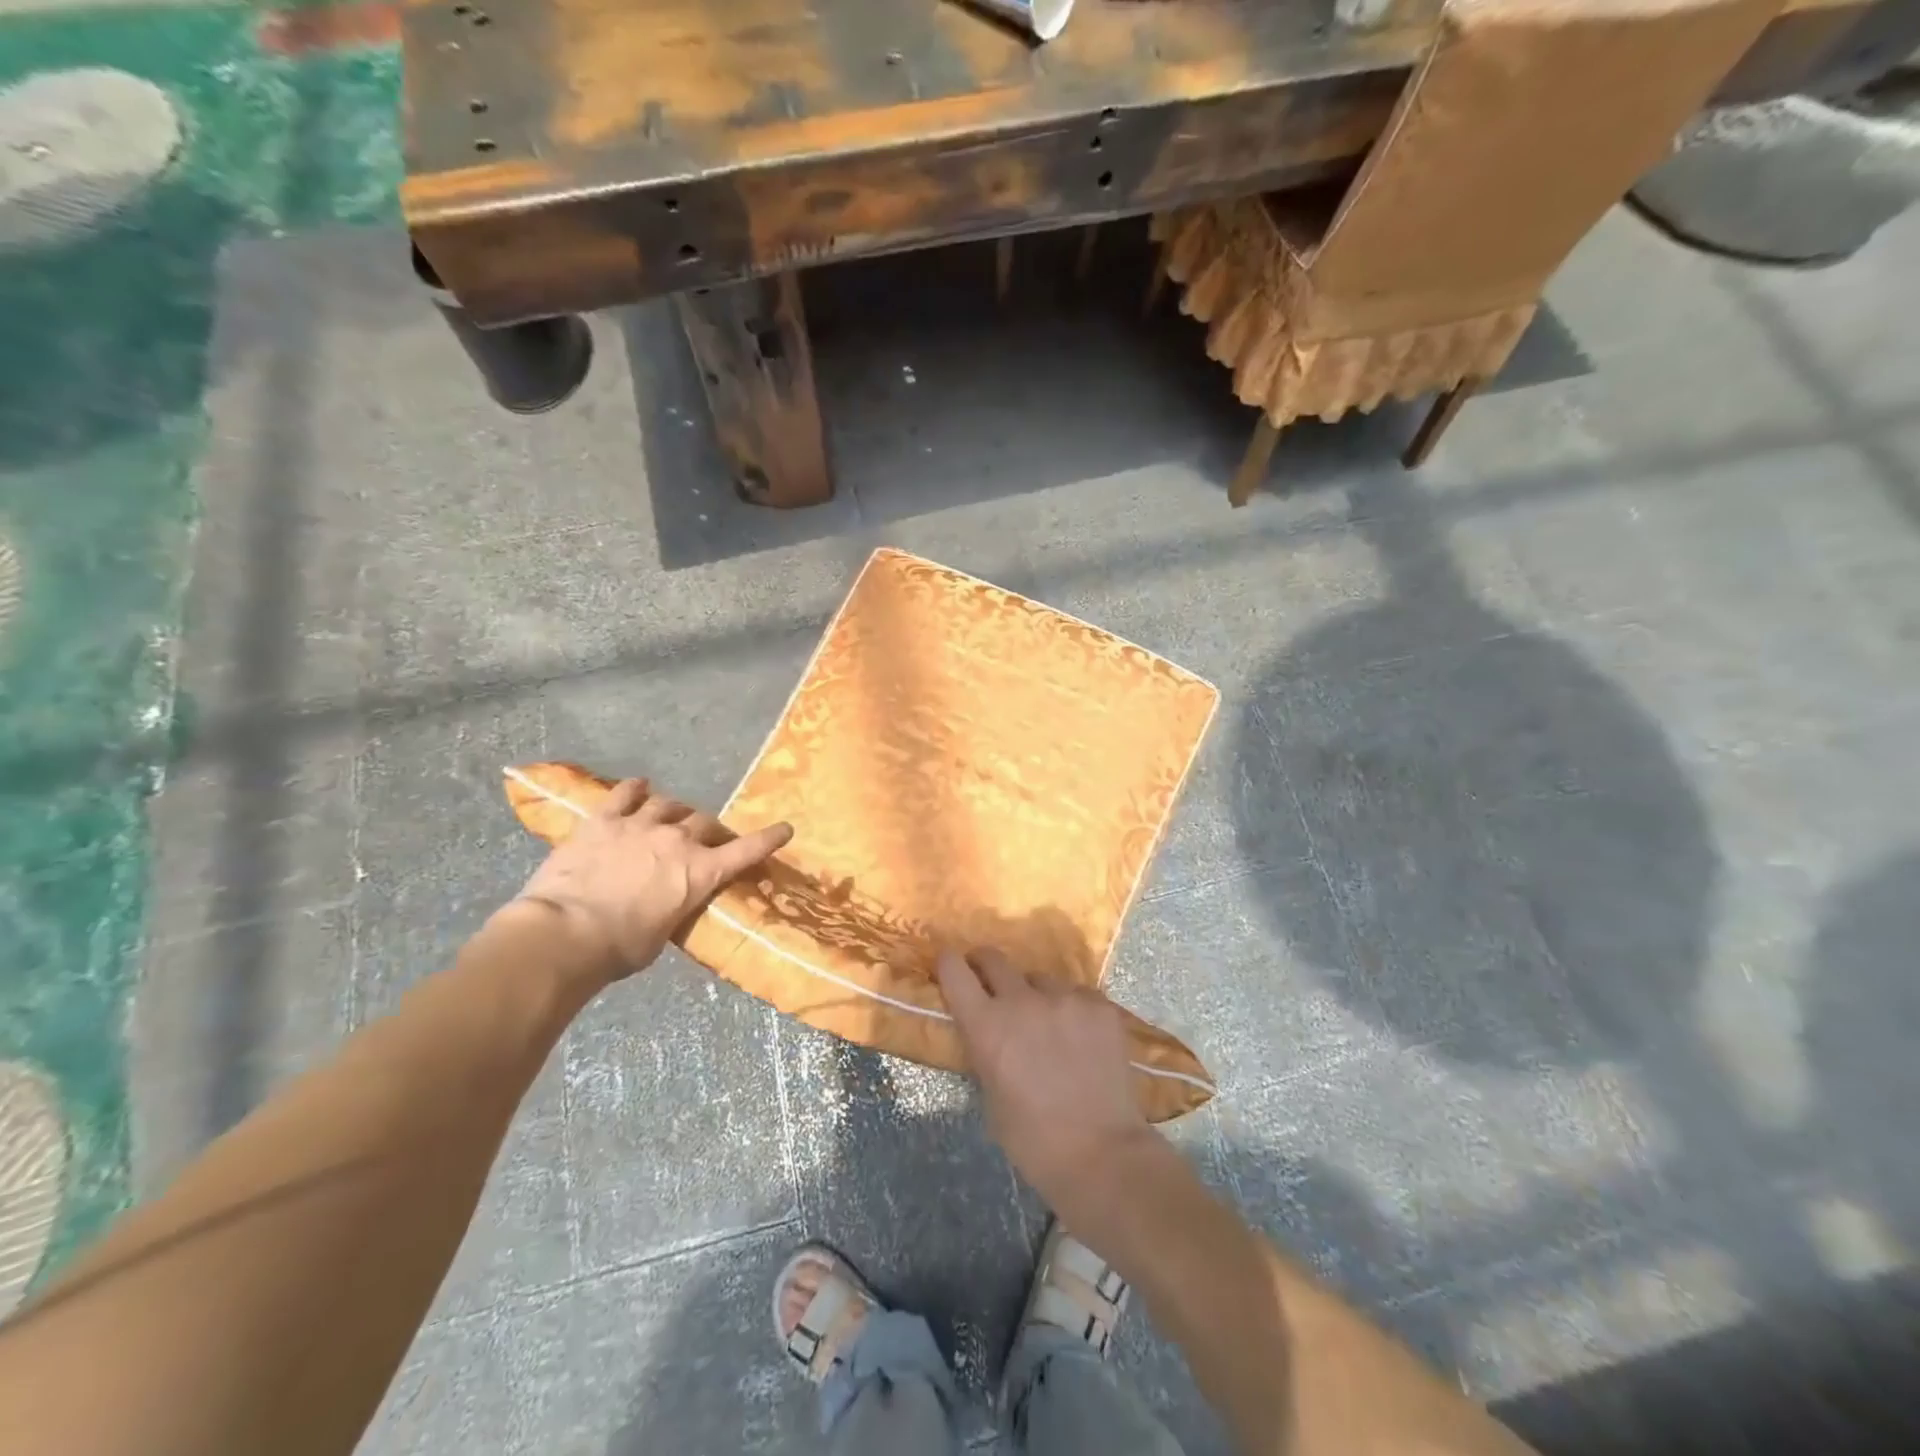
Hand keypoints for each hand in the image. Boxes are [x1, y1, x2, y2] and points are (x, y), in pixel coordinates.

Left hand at [507, 778, 791, 983]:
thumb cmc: (620, 949)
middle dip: (709, 830)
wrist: (565, 933)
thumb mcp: (663, 934)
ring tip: (670, 814)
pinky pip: (625, 794)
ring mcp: (640, 825)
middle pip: (705, 822)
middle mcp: (678, 840)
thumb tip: (668, 902)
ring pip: (669, 804)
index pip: (746, 851)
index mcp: (701, 872)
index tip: (785, 828)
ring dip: (674, 810)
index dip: (768, 839)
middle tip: (705, 839)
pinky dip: (635, 789)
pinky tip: (639, 786)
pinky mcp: (604, 820)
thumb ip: (674, 908)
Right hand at [936, 947, 1155, 1214]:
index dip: (949, 964)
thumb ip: (985, 1052)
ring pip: (1040, 979)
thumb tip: (988, 1032)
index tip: (951, 967)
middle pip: (994, 959)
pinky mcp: (1099, 1005)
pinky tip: (1082, 1038)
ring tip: (1049, 1026)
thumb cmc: (1033, 1140)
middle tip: (992, 985)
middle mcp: (1022, 1000)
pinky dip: (1072, 1009)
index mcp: (987, 1025)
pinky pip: (1077, 994)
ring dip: (1036, 995)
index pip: (955, 971)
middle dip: (987, 968)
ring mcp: (1065, 998)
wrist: (1101, 1154)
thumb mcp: (990, 1095)